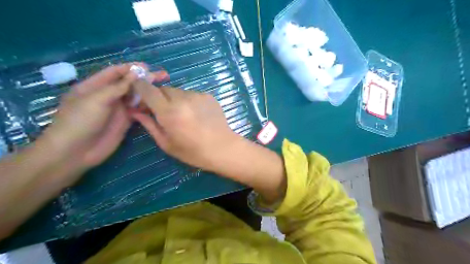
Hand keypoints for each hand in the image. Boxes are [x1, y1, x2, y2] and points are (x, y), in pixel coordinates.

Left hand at [39, 63, 153, 174]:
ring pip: (136, 97)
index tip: (149, 67)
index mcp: (96, 85)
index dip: (131, 68)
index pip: (116, 72)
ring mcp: (118, 109)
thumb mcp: (96, 99)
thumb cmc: (80, 121)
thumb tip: (136, 74)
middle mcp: (108, 95)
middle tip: (163, 76)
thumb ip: (117, 87)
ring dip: (148, 92)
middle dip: (144, 79)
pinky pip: (139, 110)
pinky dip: (147, 106)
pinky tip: (158, 104)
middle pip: (129, 83)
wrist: (76, 151)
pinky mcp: (126, 121)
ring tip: (164, 89)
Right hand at [130, 81, 239, 169]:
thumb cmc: (193, 152)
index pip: (147, 89)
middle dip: (159, 98)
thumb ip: (149, 125)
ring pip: (178, 91)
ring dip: (175, 99)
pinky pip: (192, 94)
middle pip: (163, 89)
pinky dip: (189, 101)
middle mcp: (183, 98)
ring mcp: (197, 95)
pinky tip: (196, 114)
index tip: (139, 96)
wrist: (223, 148)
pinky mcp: (208, 96)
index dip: (140, 88)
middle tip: (163, 112)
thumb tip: (136, 112)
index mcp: (169, 111)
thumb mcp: (167, 143)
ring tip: (183, 115)